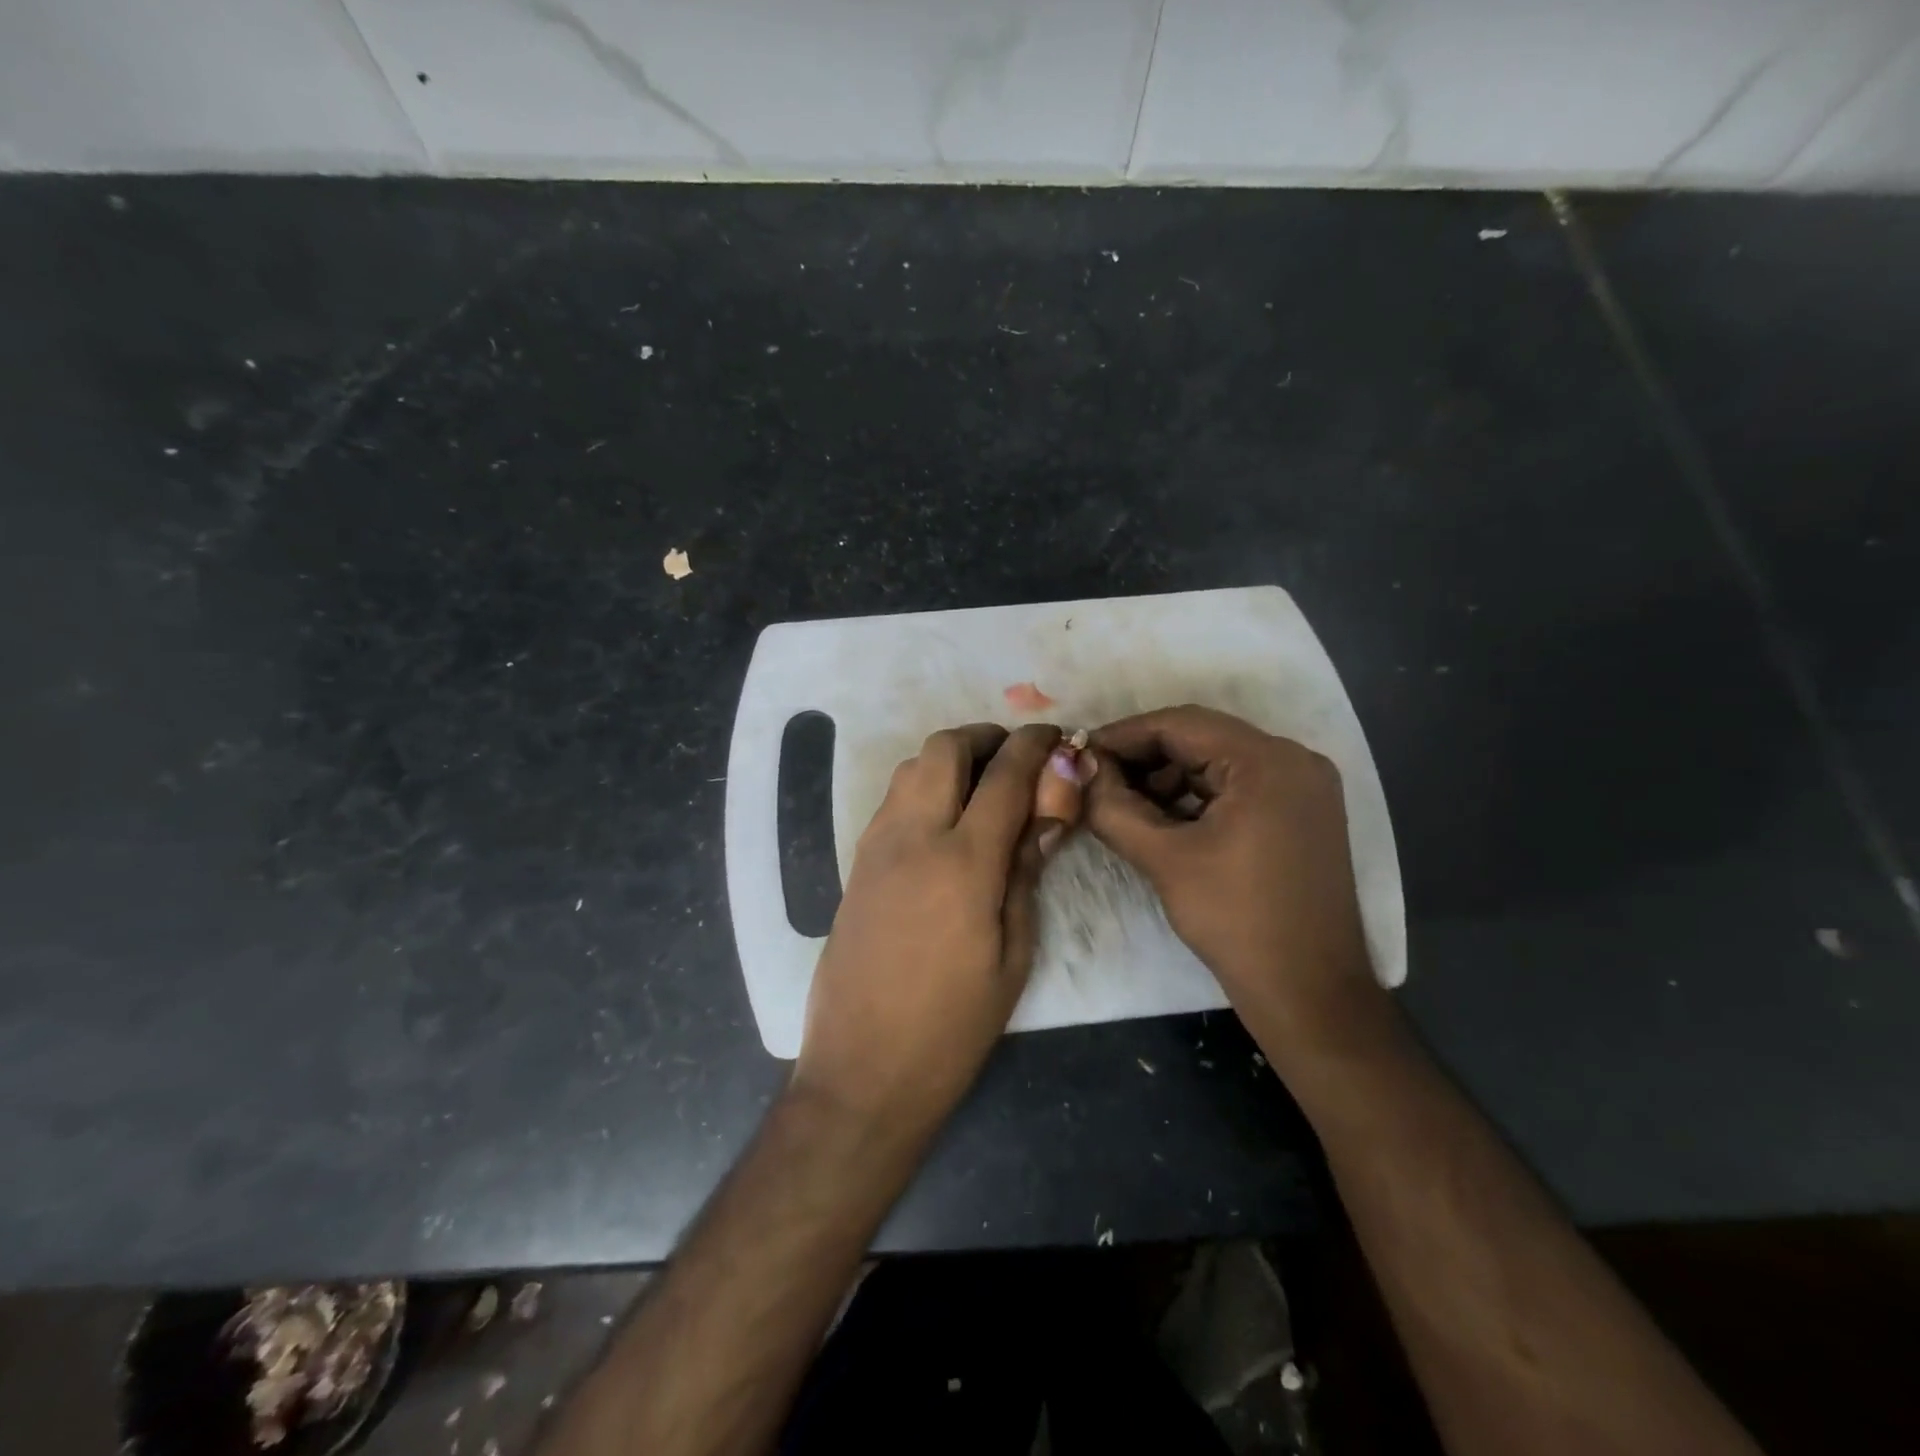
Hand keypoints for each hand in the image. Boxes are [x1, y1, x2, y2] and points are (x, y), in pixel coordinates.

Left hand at [790, 723, 1063, 1144]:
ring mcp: (876, 846)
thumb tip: (1050, 812)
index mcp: (963, 862)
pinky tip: (947, 820)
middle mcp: (913, 837)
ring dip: (951, 758)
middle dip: (986, 738)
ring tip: (984, 787)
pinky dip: (923, 785)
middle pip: (945, 748)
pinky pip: (893, 799)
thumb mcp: (1013, 954)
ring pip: (911, 766)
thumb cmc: (952, 1026)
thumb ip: (1027, 872)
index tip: (1057, 736)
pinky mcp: (857, 863)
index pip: (1005, 775)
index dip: (1036, 746)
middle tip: (1017, 761)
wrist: (863, 1069)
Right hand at [1085, 706, 1385, 1061]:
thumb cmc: (1236, 921)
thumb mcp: (1164, 860)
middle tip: (1096, 778)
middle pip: (1201, 739)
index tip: (1080, 751)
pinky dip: (1196, 797)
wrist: (1309, 992)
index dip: (1124, 734)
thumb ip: (1113, 807)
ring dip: (1167, 778)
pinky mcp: (1301, 814)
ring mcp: (1303, 787)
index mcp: (1268, 761)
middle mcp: (1293, 760)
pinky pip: (1238, 788)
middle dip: (1144, 758)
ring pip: (1218, 763)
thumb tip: (1080, 771)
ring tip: (1122, 802)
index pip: (1181, 724)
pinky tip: (1160, 818)